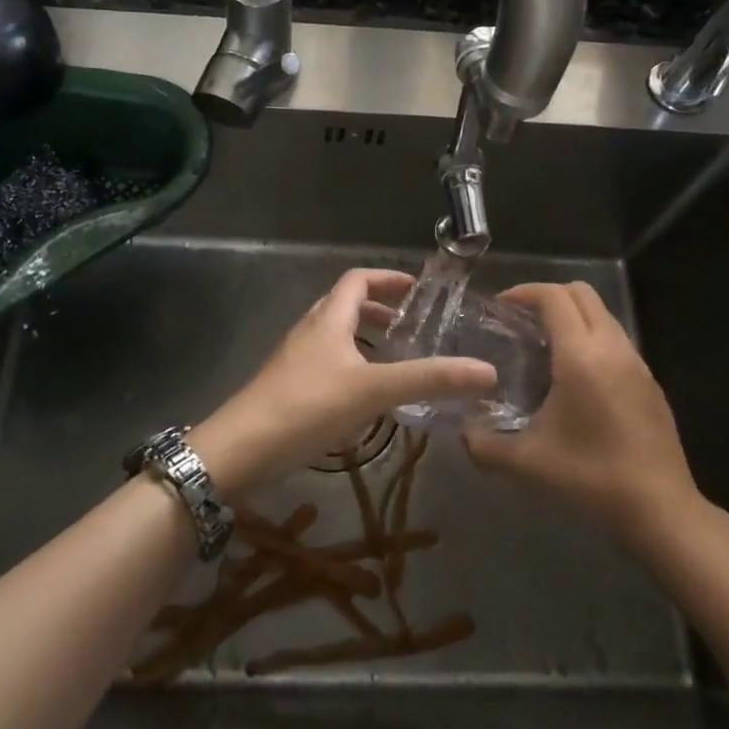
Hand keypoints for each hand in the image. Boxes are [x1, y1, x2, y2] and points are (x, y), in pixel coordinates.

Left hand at [189, 268, 495, 498]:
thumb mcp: (373, 391)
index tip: (417, 290)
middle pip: (343, 305)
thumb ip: (429, 380)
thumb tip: (487, 371)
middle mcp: (309, 331)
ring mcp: (294, 360)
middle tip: (409, 328)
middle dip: (377, 310)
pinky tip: (363, 399)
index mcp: (328, 319)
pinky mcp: (287, 388)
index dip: (387, 279)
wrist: (241, 450)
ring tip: (392, 361)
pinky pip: (325, 364)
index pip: (357, 280)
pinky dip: (349, 367)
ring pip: (333, 336)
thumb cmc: (307, 407)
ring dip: (362, 340)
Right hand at [462, 281, 705, 547]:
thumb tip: (462, 432)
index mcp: (581, 356)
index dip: (524, 292)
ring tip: (544, 345)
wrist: (662, 511)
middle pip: (582, 293)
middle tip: (520, 319)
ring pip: (603, 315)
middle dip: (548, 295)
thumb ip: (484, 445)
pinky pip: (616, 340)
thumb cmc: (591, 478)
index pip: (553, 297)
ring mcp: (637, 364)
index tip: (500, 306)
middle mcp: (612, 348)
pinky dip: (592, 338)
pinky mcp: (651, 383)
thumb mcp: (527, 463)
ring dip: (573, 316)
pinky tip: (575, 376)